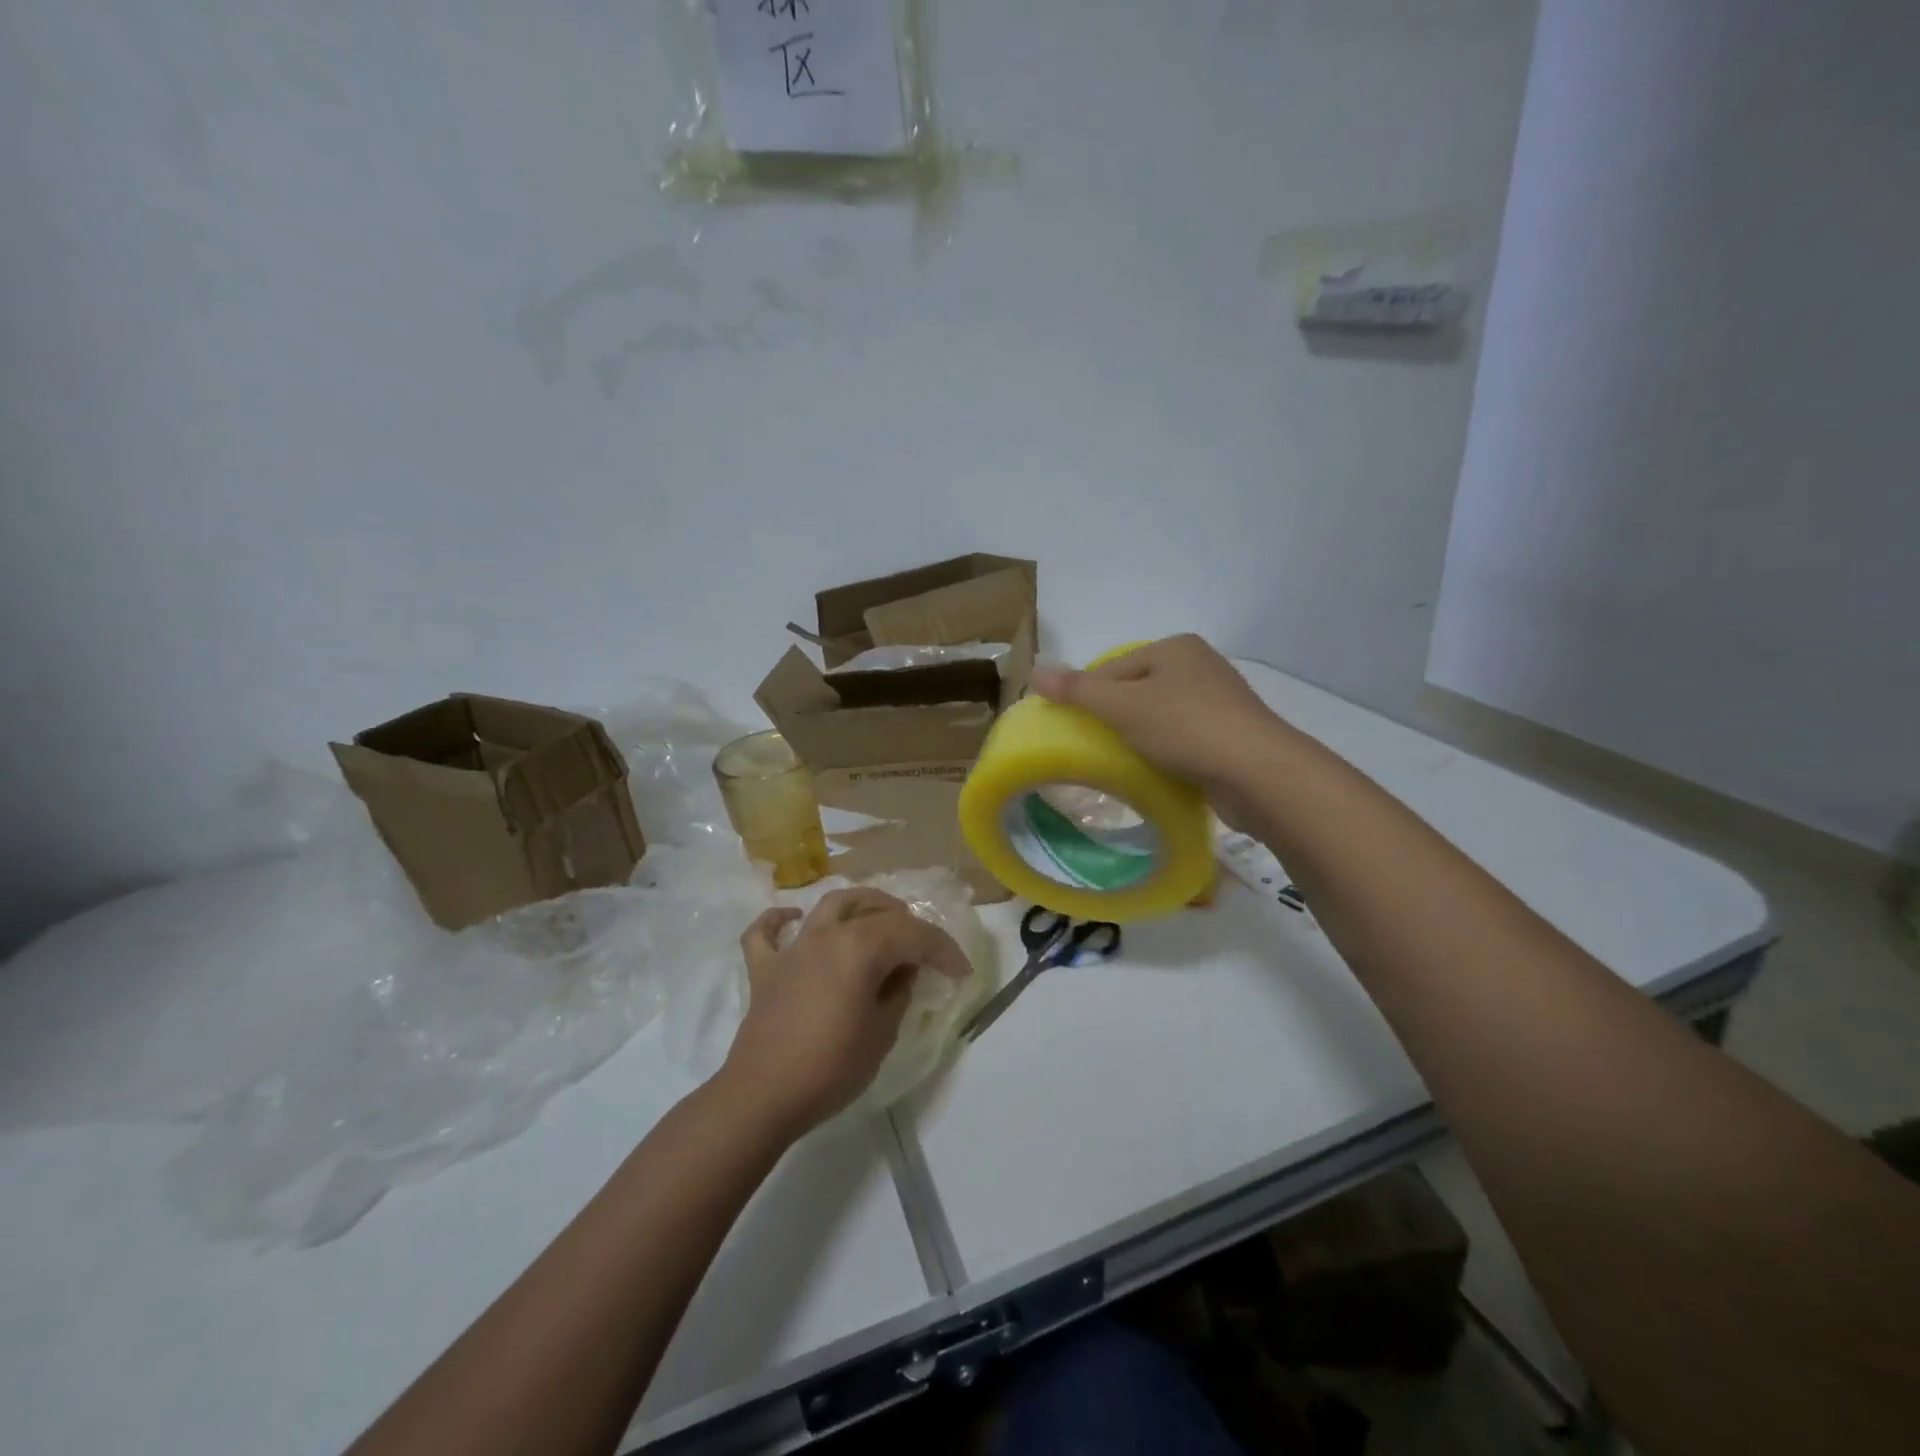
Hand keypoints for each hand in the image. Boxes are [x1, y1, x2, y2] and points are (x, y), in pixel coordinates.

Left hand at [720, 889, 972, 1138]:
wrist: (764, 1096)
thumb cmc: (831, 1067)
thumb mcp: (883, 1033)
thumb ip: (898, 993)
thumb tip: (903, 972)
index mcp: (861, 947)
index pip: (913, 935)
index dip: (942, 950)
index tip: (960, 972)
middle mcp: (827, 934)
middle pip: (874, 911)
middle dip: (907, 922)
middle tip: (923, 948)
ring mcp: (793, 948)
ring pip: (830, 905)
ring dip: (860, 905)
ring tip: (879, 918)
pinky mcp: (765, 969)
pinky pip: (766, 932)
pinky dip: (779, 920)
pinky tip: (793, 920)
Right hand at [1030, 634, 1289, 824]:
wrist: (1257, 773)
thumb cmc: (1185, 727)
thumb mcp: (1122, 706)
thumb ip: (1078, 690)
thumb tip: (1035, 671)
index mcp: (1176, 648)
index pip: (1113, 667)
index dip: (1088, 695)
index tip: (1073, 727)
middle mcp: (1200, 666)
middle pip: (1137, 691)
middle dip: (1115, 718)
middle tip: (1095, 746)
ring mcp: (1220, 702)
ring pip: (1161, 717)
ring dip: (1140, 738)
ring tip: (1123, 762)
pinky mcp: (1230, 736)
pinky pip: (1184, 739)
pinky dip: (1166, 752)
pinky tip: (1157, 771)